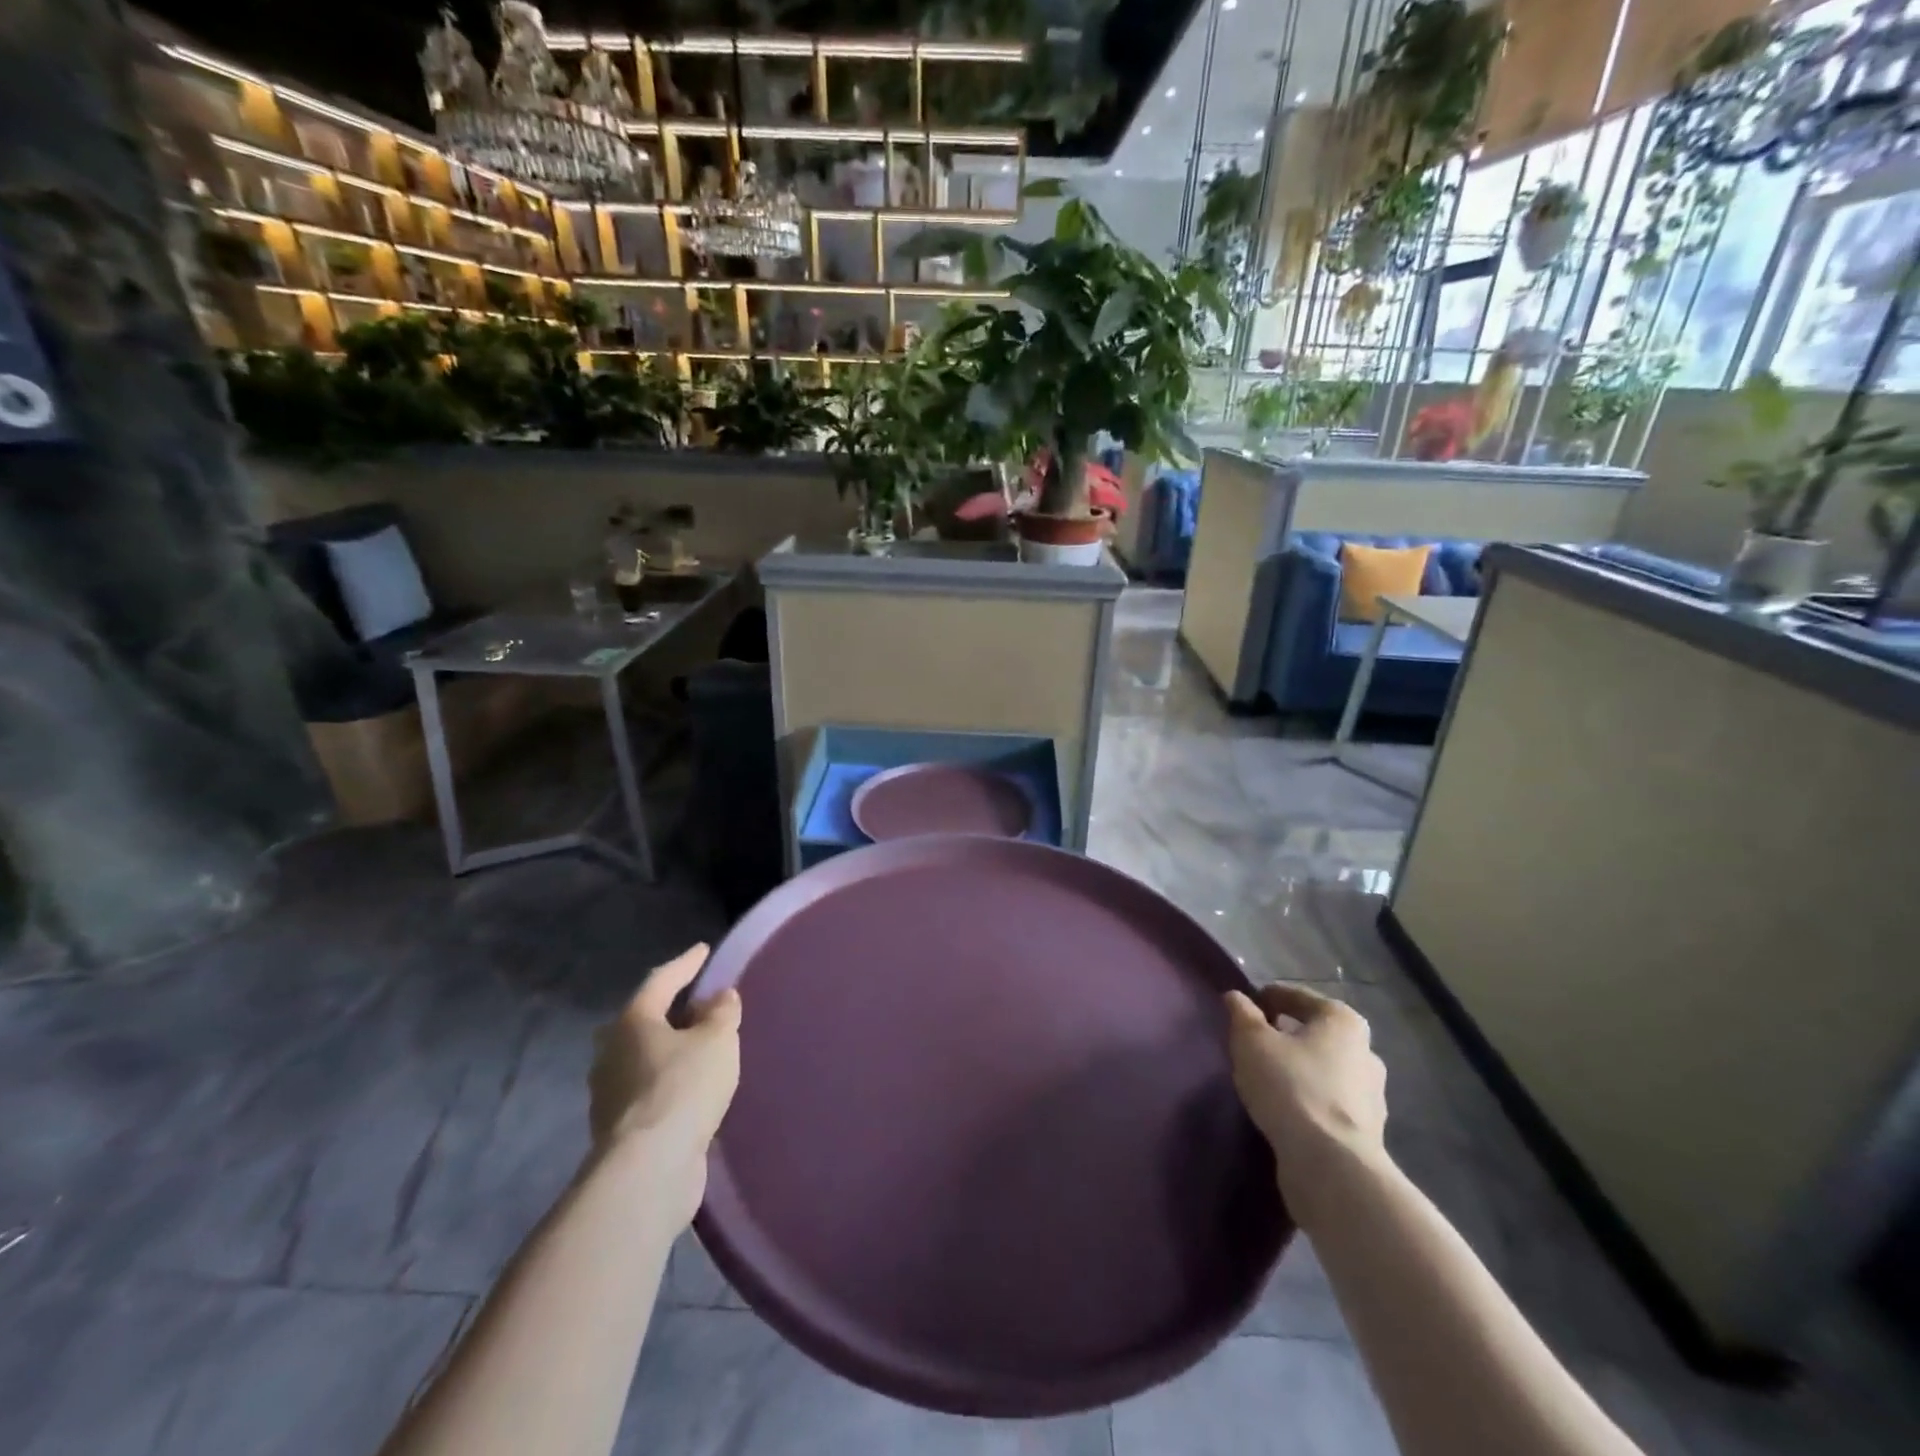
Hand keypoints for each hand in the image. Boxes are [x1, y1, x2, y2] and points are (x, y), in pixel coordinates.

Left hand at [588, 944, 740, 1223]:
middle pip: (640, 1021)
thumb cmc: (683, 1087)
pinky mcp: (619, 1130)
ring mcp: (609, 1094)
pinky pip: (647, 1091)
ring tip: (697, 1049)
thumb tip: (719, 997)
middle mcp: (611, 1053)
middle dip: (666, 1012)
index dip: (686, 963)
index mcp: (632, 1022)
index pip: (661, 981)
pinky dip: (667, 1082)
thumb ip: (722, 1013)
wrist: (648, 1170)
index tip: (704, 950)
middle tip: (693, 1005)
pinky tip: (689, 1090)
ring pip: (641, 1059)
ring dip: (667, 1051)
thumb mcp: (717, 1040)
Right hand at [1225, 984, 1388, 1202]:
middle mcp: (1365, 1051)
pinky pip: (1328, 1100)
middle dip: (1284, 1034)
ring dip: (1298, 1068)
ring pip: (1323, 1068)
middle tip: (1252, 1044)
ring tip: (1265, 1079)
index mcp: (1342, 1020)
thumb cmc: (1290, 1087)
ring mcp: (1371, 1094)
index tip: (1241, 1011)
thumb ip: (1242, 1013)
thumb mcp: (1251, 1041)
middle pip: (1313, 1032)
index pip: (1295, 996)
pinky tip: (1285, 1108)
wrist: (1331, 1166)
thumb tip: (1236, 997)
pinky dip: (1308, 1098)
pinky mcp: (1367, 1131)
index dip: (1264, 998)